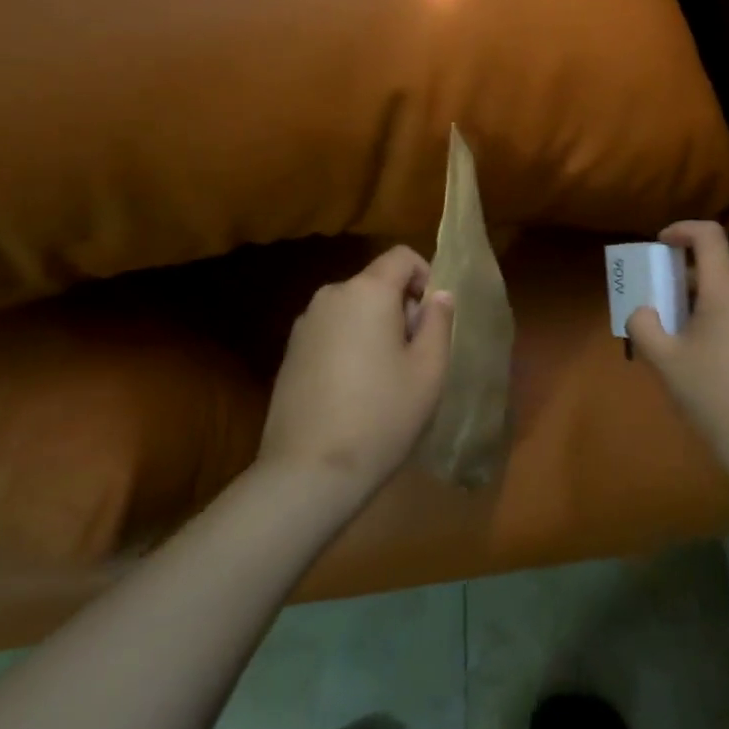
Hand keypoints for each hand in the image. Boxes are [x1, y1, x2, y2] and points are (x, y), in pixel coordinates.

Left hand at [258, 246, 454, 496]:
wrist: (309, 472)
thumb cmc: (382, 415)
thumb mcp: (429, 370)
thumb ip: (438, 322)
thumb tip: (438, 294)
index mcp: (366, 291)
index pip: (401, 256)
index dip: (426, 276)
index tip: (434, 318)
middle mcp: (331, 296)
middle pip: (376, 283)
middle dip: (401, 307)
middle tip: (415, 356)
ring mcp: (304, 325)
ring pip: (353, 309)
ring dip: (375, 328)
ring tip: (386, 378)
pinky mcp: (290, 353)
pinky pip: (332, 332)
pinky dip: (350, 345)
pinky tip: (355, 391)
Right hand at [628, 221, 728, 476]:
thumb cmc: (711, 394)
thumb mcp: (664, 360)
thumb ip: (643, 325)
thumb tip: (643, 312)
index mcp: (727, 290)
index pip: (709, 236)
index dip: (682, 230)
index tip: (661, 245)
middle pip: (720, 268)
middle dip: (689, 278)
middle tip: (664, 304)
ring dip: (709, 302)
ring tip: (687, 338)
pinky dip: (728, 321)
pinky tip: (716, 360)